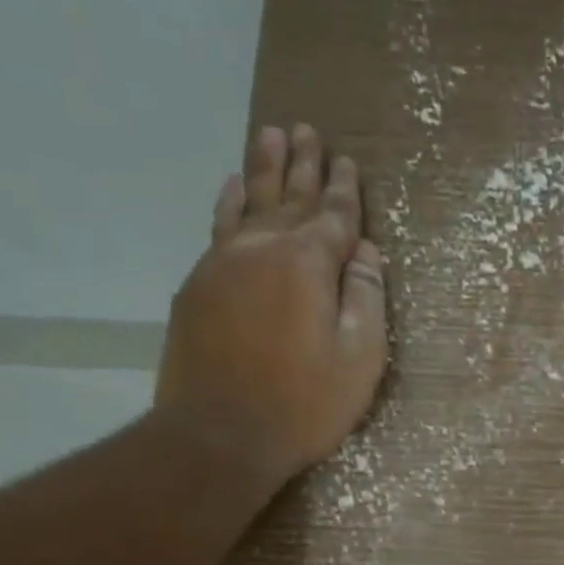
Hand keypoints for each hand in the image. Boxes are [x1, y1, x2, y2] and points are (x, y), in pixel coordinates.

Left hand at [157, 123, 387, 480]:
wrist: (220, 435)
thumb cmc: (304, 404)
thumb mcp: (359, 359)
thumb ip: (366, 299)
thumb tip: (365, 254)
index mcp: (308, 264)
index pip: (334, 217)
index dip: (345, 190)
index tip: (348, 161)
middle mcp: (263, 249)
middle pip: (289, 198)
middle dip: (304, 165)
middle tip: (307, 129)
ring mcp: (223, 264)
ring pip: (249, 203)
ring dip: (263, 169)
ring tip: (270, 134)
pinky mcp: (198, 286)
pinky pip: (218, 228)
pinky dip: (228, 203)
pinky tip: (232, 186)